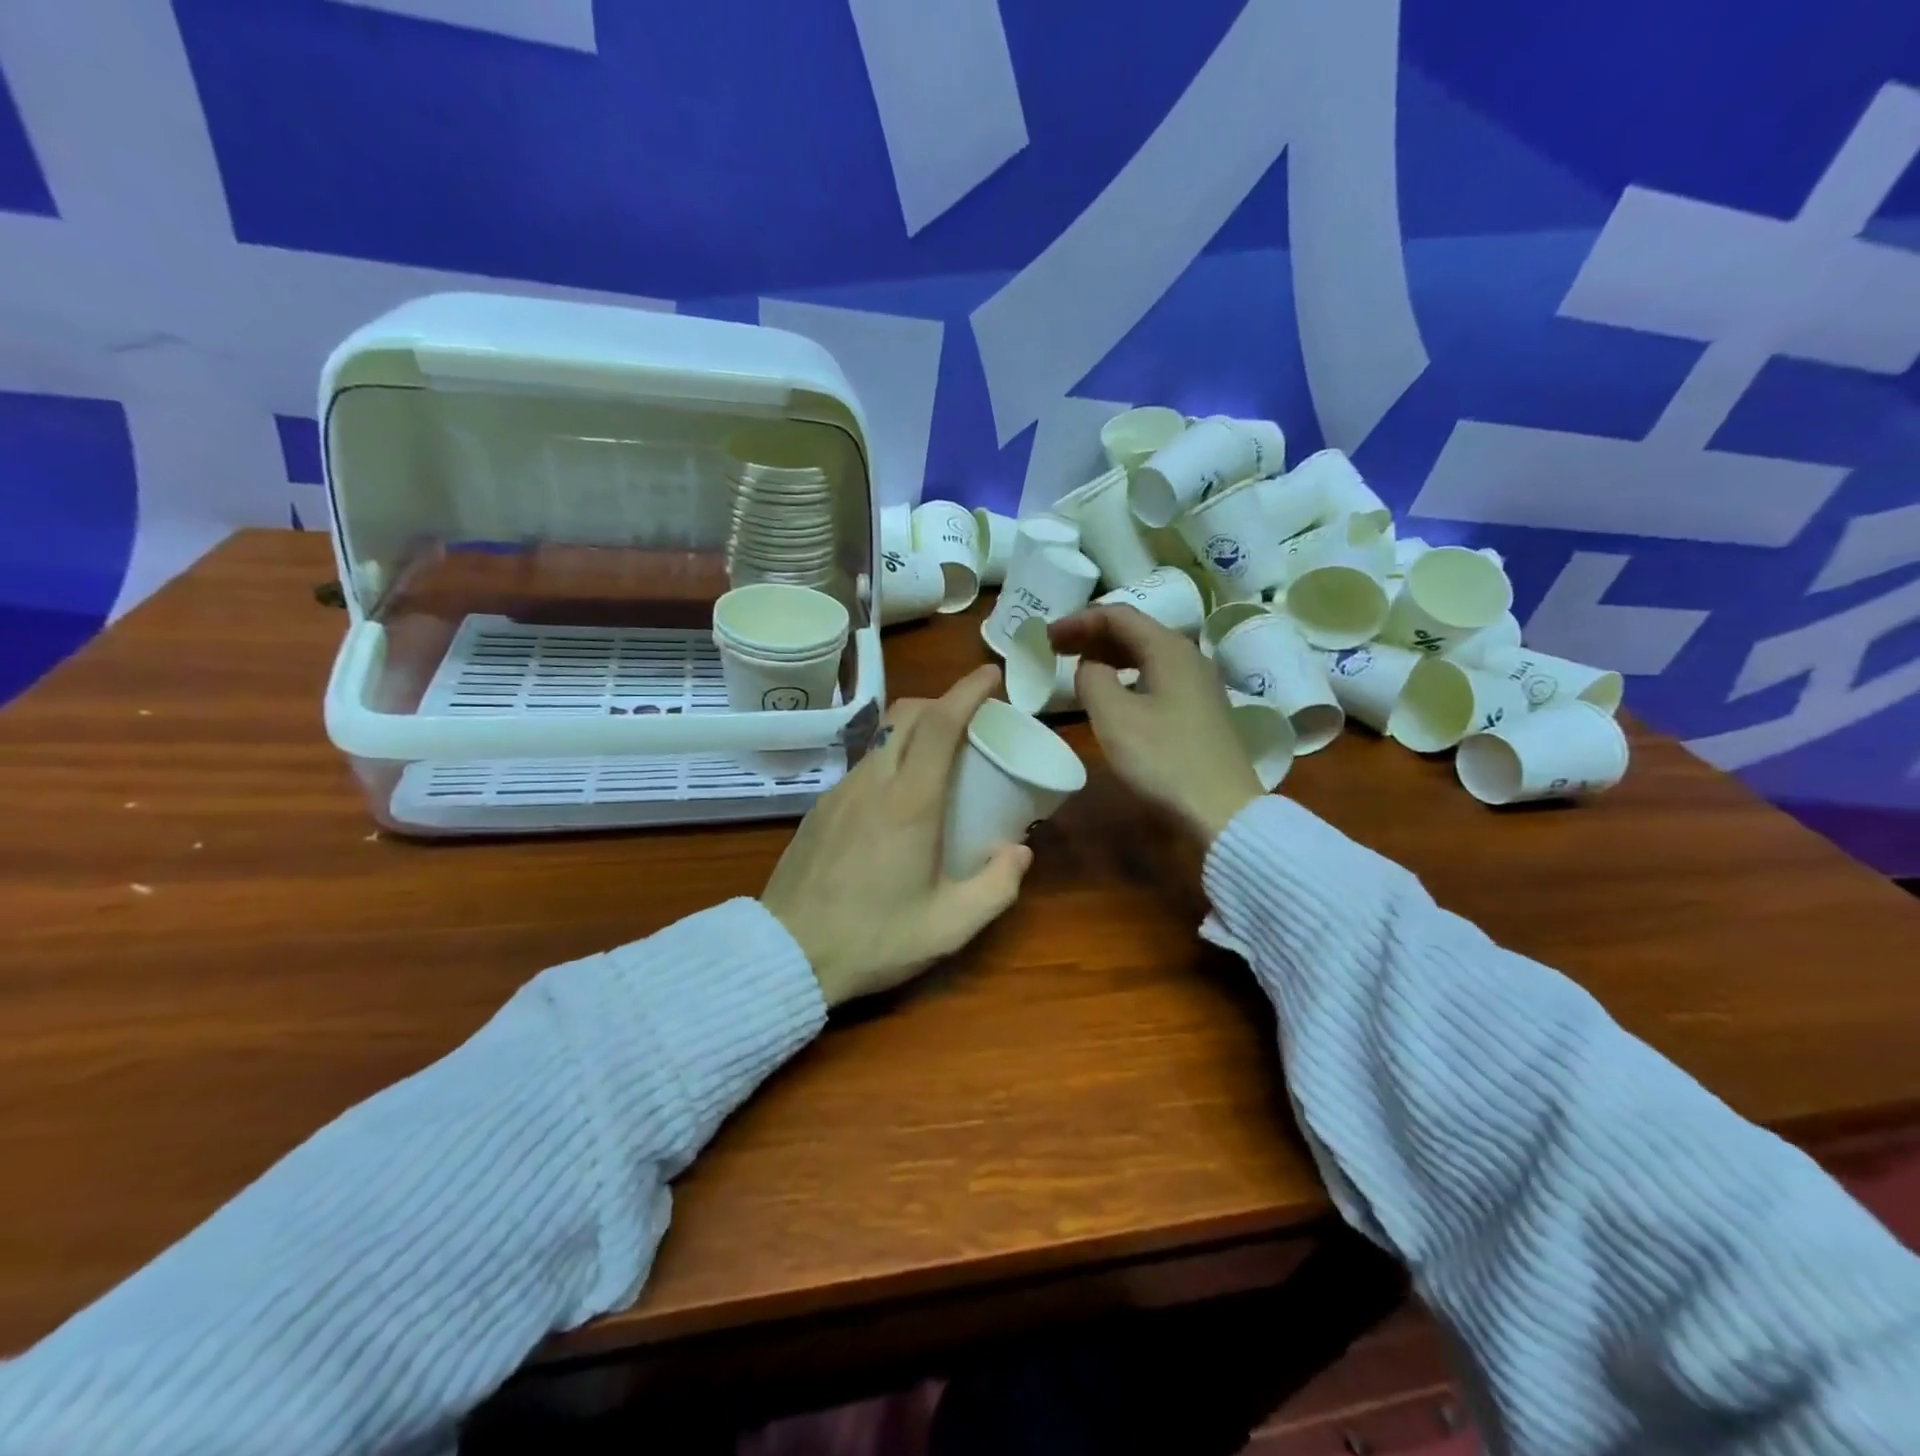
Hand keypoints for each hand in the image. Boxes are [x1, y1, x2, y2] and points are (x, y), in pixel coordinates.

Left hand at [761, 665, 1032, 1006]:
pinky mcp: (820, 808)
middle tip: (972, 719)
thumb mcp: (950, 926)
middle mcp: (873, 783)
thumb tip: (1020, 851)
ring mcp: (840, 792)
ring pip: (882, 737)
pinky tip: (896, 797)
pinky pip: (863, 764)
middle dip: (943, 702)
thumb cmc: (874, 939)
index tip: (992, 676)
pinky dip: (890, 758)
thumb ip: (997, 887)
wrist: (787, 954)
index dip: (968, 691)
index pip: (940, 724)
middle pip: (907, 715)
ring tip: (938, 759)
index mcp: (910, 803)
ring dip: (914, 730)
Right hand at [1049, 604, 1264, 845]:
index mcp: (1169, 649)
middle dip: (1092, 635)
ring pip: (1146, 655)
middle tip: (1055, 648)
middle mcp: (1188, 657)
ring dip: (1109, 656)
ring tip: (1078, 668)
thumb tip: (1090, 667)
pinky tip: (1113, 694)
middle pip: (1134, 631)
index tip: (1046, 636)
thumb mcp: (1114, 716)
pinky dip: (1127, 676)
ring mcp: (1199, 684)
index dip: (1078, 621)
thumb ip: (1092, 679)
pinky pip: (1156, 677)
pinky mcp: (1200, 710)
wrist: (1222, 810)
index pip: (1118, 616)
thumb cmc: (1163, 759)